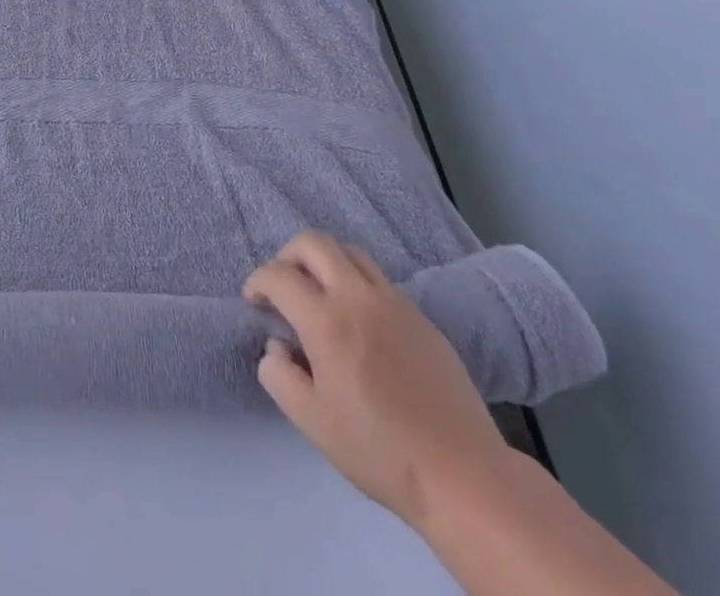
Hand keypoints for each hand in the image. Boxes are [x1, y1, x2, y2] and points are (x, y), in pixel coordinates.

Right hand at [244, 232, 511, 530]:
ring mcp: (394, 303)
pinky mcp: (421, 317)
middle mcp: (358, 298)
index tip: (254, 301)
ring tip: (320, 294)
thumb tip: (277, 347)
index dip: (258, 282)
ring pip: (350, 252)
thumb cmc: (380, 451)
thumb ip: (279, 376)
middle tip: (284, 286)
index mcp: (327, 321)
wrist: (464, 476)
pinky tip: (360, 322)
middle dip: (288, 256)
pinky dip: (356, 283)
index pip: (278, 275)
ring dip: (325, 262)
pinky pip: (379, 279)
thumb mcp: (311, 421)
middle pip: (314, 243)